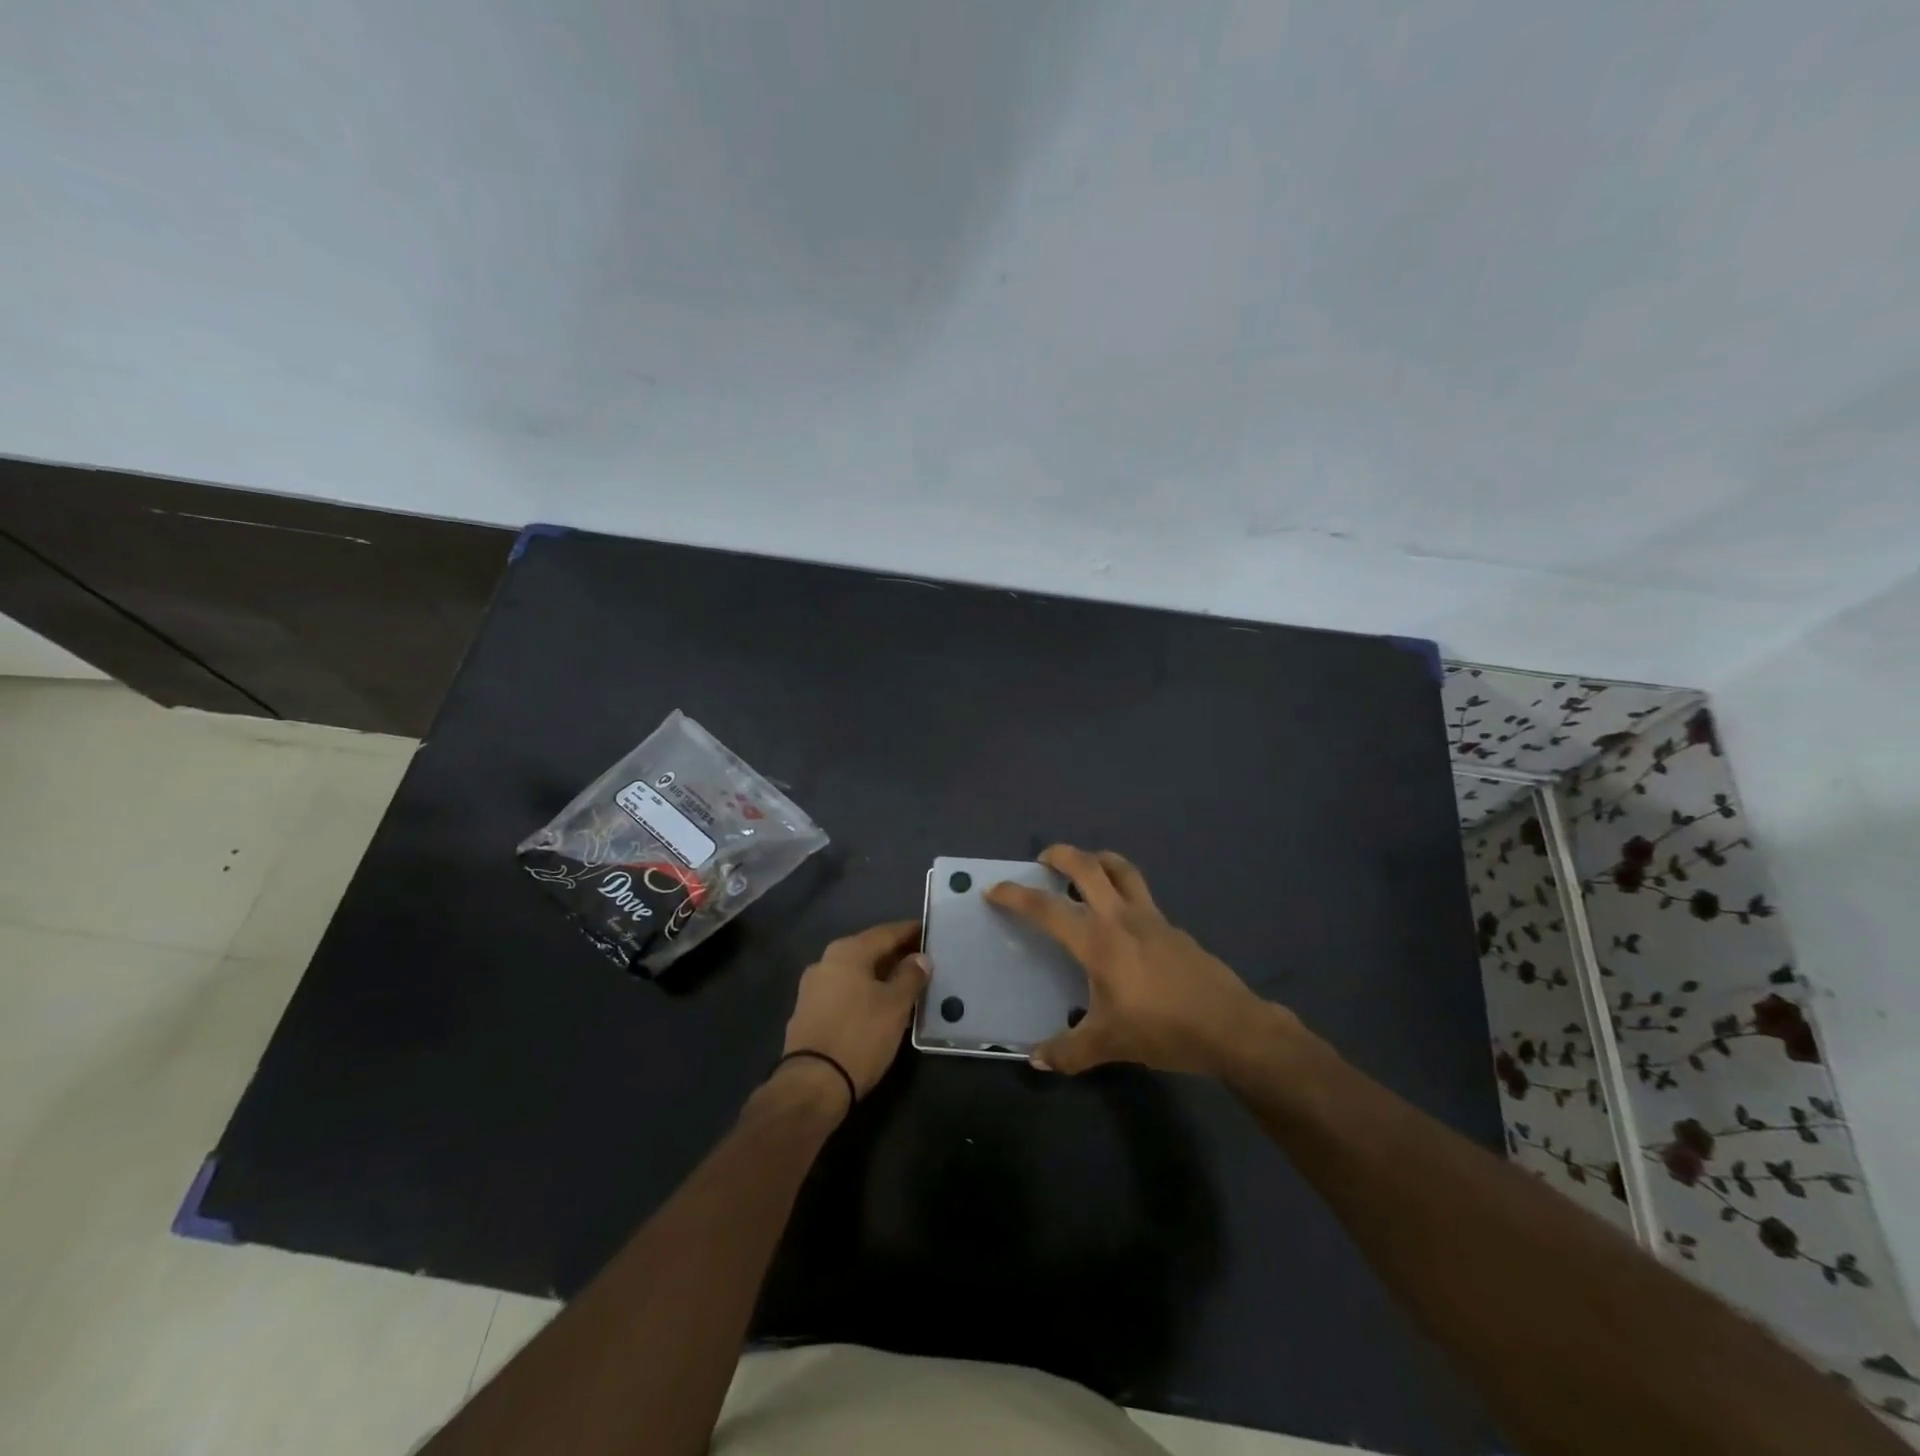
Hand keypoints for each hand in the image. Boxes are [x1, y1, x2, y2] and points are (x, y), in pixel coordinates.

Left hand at [780, 920, 928, 1103]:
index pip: (886, 933)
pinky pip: (844, 991)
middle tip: (922, 960)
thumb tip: (920, 958)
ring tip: (905, 985)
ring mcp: (813, 987)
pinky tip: (879, 1006)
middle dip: (895, 954)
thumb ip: (910, 976)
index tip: (930, 932)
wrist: (812, 1084)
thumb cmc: (860, 1036)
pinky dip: (864, 992)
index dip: (910, 932)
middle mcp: (826, 961)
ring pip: (855, 973)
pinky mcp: (808, 1012)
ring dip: (880, 975)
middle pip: (868, 950)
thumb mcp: (895, 1005)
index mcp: (847, 952)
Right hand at [987, 845, 1290, 1078]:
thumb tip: (1035, 1059)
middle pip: (1088, 867)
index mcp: (1098, 941)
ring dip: (1098, 859)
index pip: (1047, 909)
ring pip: (1122, 869)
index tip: (994, 889)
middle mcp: (1122, 918)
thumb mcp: (1109, 1045)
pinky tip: (1122, 920)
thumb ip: (1067, 1052)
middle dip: (1060, 855)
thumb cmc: (1162, 1029)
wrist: (1229, 1026)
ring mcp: (1152, 917)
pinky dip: (1123, 890)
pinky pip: (1141, 894)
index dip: (1016, 896)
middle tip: (1042, 860)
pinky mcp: (1173, 927)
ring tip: (1085, 867)